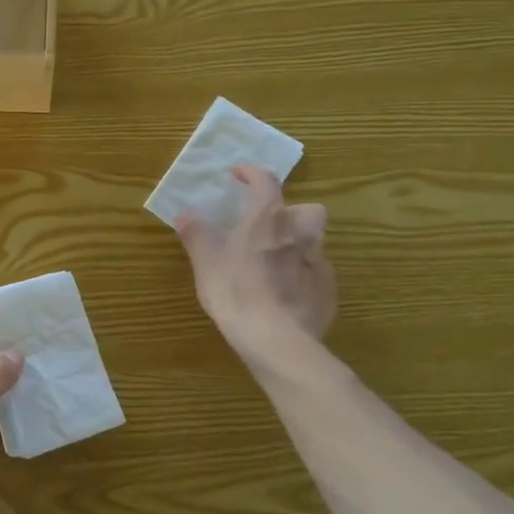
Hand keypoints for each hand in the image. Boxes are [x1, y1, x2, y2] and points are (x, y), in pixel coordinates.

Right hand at [176, 165, 335, 361]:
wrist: (276, 340)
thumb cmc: (235, 293)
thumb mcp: (205, 263)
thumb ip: (197, 234)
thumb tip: (185, 213)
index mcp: (267, 220)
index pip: (266, 182)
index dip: (252, 173)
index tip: (238, 174)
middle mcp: (299, 234)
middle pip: (307, 209)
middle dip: (292, 212)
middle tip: (269, 227)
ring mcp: (318, 263)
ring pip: (315, 242)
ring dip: (299, 244)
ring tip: (277, 262)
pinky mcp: (327, 291)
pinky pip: (318, 274)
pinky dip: (304, 276)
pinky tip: (287, 293)